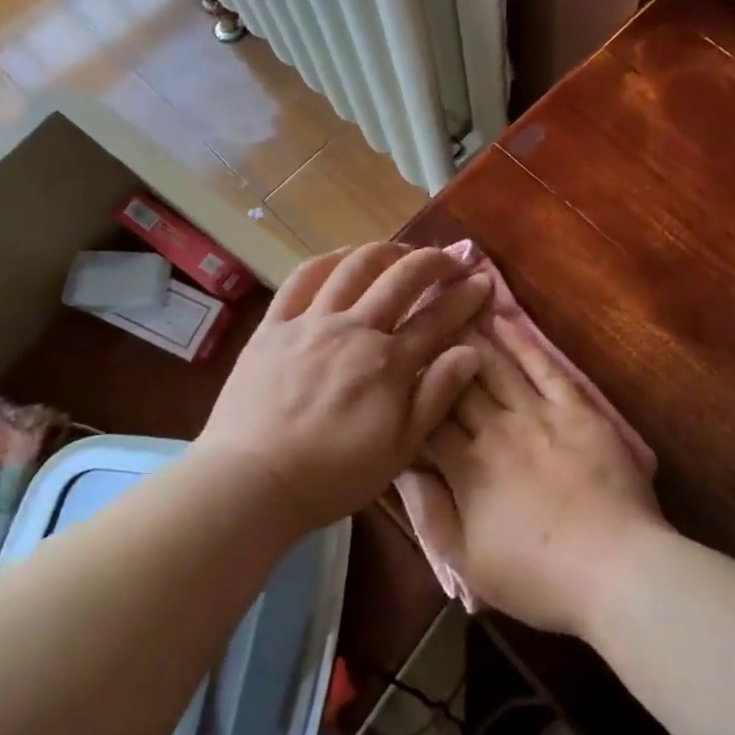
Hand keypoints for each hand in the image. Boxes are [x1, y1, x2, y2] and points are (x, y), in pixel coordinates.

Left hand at [198, 244, 489, 532]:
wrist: (252, 482)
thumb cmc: (333, 475)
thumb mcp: (399, 449)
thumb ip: (436, 396)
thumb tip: (472, 352)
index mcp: (388, 362)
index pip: (437, 318)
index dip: (465, 297)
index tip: (482, 282)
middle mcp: (354, 329)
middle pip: (401, 278)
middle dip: (432, 261)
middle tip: (449, 259)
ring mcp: (310, 322)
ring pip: (354, 267)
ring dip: (384, 251)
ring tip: (399, 252)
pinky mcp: (274, 325)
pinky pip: (301, 279)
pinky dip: (328, 261)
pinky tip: (342, 258)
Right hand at [414, 316, 665, 637]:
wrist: (615, 568)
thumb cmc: (537, 576)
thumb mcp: (467, 561)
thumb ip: (430, 512)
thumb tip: (403, 469)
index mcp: (466, 467)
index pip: (427, 420)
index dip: (409, 393)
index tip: (394, 367)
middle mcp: (496, 430)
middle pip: (457, 383)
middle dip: (434, 351)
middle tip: (416, 319)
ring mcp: (538, 414)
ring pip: (496, 366)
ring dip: (471, 336)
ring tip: (450, 306)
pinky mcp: (575, 409)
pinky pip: (544, 366)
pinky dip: (522, 341)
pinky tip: (504, 318)